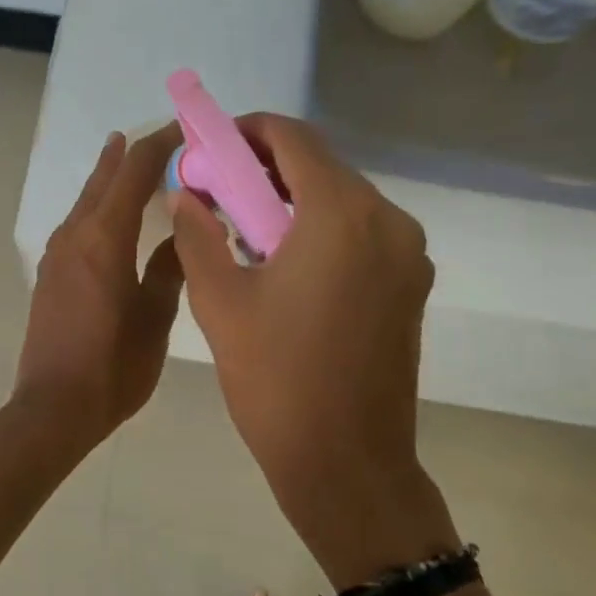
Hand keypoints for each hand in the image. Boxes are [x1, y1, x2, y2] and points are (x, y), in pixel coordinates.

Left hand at [13, 127, 185, 454]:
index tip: (186, 129)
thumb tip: (182, 232)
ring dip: (109, 176)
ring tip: (128, 156)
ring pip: (86, 199)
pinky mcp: (49, 275)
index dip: (161, 144)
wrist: (54, 407)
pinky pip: (76, 224)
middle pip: (104, 178)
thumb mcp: (155, 318)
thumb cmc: (113, 367)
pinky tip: (109, 215)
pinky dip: (97, 205)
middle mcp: (75, 235)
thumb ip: (169, 268)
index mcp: (105, 237)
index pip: (135, 172)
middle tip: (160, 135)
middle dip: (131, 152)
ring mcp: (56, 254)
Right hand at [167, 114, 456, 583]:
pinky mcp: (410, 285)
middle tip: (217, 193)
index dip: (245, 132)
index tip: (209, 151)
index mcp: (341, 214)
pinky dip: (320, 231)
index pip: (291, 138)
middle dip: (264, 169)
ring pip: (342, 201)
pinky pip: (361, 235)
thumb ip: (198, 235)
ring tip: (244, 232)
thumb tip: (184, 196)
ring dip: (292, 202)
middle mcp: (387, 220)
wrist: (346, 463)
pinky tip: (284, 264)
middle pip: (320, 166)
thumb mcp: (220, 302)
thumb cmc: (276, 380)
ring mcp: (408, 254)